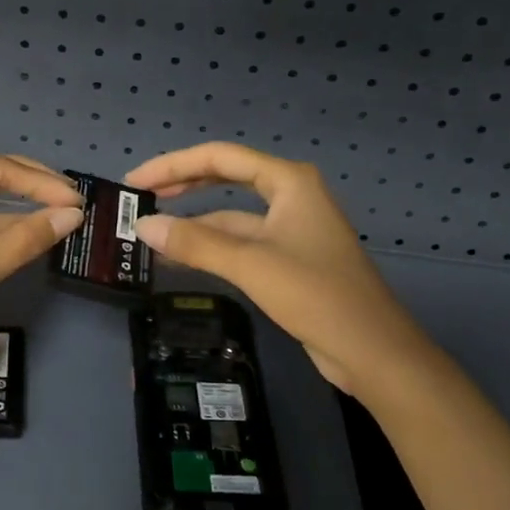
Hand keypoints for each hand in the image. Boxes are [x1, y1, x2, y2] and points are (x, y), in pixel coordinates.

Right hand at [124, 143, 442, 397]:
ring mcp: (290, 228)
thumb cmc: (317, 295)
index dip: (174, 165)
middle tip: (139, 198)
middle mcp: (291, 196)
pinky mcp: (288, 259)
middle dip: (182, 186)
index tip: (136, 181)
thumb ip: (195, 242)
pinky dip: (210, 247)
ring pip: (231, 215)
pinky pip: (239, 242)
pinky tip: (180, 257)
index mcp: (289, 181)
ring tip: (150, 232)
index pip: (220, 157)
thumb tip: (143, 225)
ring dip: (193, 222)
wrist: (373, 352)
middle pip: (225, 179)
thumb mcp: (251, 264)